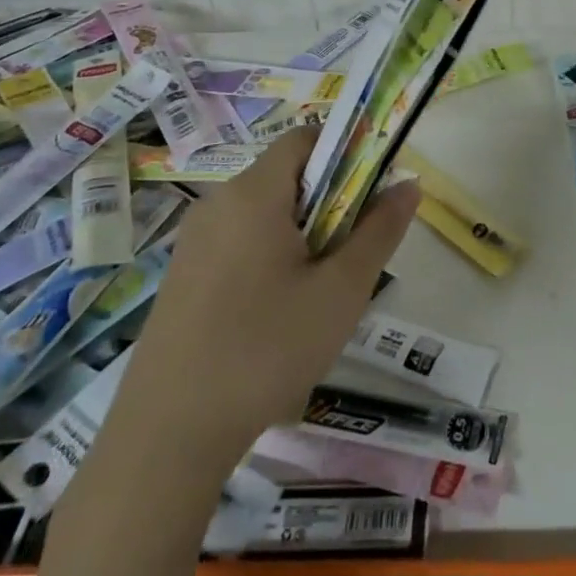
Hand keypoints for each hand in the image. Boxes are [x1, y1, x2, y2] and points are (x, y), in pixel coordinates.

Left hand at [125, 127, 420, 446]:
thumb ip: (380, 230)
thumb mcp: (341, 291)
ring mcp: (194, 242)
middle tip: (350, 256)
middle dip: (330, 203)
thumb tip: (408, 184)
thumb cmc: (265, 350)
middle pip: (287, 176)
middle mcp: (218, 203)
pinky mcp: (182, 277)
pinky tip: (277, 317)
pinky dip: (270, 257)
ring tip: (318, 293)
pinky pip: (239, 243)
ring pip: (265, 214)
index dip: (347, 152)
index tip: (371, 195)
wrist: (167, 437)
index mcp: (253, 193)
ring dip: (303, 235)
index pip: (306, 138)